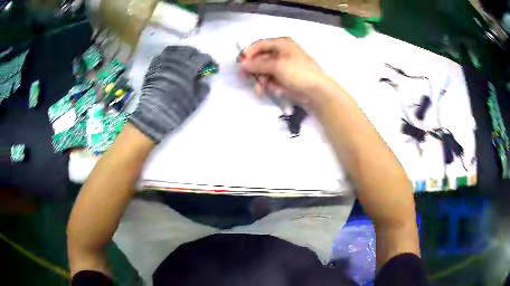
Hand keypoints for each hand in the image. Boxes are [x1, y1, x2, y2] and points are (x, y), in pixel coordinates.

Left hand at [129, 46, 213, 142]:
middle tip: (198, 62)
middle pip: (188, 50)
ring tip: (184, 60)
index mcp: (188, 69)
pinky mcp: (153, 67)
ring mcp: (163, 62)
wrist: (152, 115)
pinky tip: (171, 63)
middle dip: (195, 55)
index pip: (202, 57)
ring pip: (175, 49)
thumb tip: (204, 80)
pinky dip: (169, 56)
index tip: (211, 66)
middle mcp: (176, 61)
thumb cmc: (176, 109)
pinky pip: (162, 55)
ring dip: (182, 53)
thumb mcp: (194, 101)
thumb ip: (202, 88)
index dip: (208, 61)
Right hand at [239, 37, 333, 107]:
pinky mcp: (285, 78)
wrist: (317, 92)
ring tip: (261, 89)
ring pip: (265, 71)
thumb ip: (258, 64)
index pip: (259, 45)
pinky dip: (270, 85)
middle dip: (254, 69)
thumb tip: (243, 64)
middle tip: (244, 78)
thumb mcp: (277, 65)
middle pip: (261, 58)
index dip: (248, 53)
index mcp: (281, 44)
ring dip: (261, 80)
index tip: (240, 64)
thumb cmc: (298, 73)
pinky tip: (273, 91)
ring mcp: (283, 66)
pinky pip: (272, 80)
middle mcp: (281, 53)